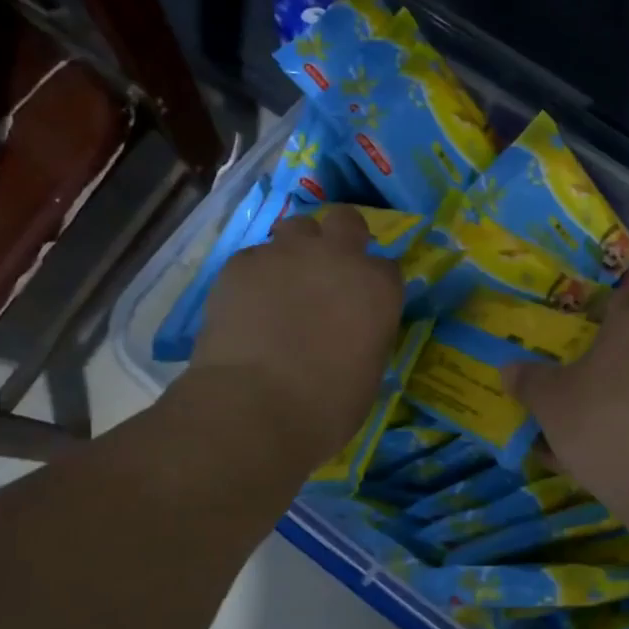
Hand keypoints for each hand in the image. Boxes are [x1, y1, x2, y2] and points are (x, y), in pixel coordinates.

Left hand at [191, 206, 403, 472]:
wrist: (254, 407)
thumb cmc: (326, 406)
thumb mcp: (368, 370)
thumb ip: (366, 333)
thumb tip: (351, 331)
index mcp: (378, 287)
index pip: (387, 267)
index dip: (373, 284)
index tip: (363, 304)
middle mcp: (337, 257)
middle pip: (346, 220)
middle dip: (340, 237)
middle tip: (327, 270)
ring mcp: (287, 254)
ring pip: (296, 228)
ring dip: (295, 250)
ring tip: (282, 285)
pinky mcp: (241, 262)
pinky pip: (254, 257)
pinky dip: (255, 276)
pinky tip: (246, 306)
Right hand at [505, 288, 628, 524]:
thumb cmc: (605, 421)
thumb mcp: (551, 401)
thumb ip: (530, 381)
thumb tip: (510, 369)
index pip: (622, 298)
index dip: (596, 313)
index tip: (572, 337)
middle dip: (600, 363)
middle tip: (568, 384)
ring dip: (614, 399)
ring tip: (577, 430)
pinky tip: (602, 458)